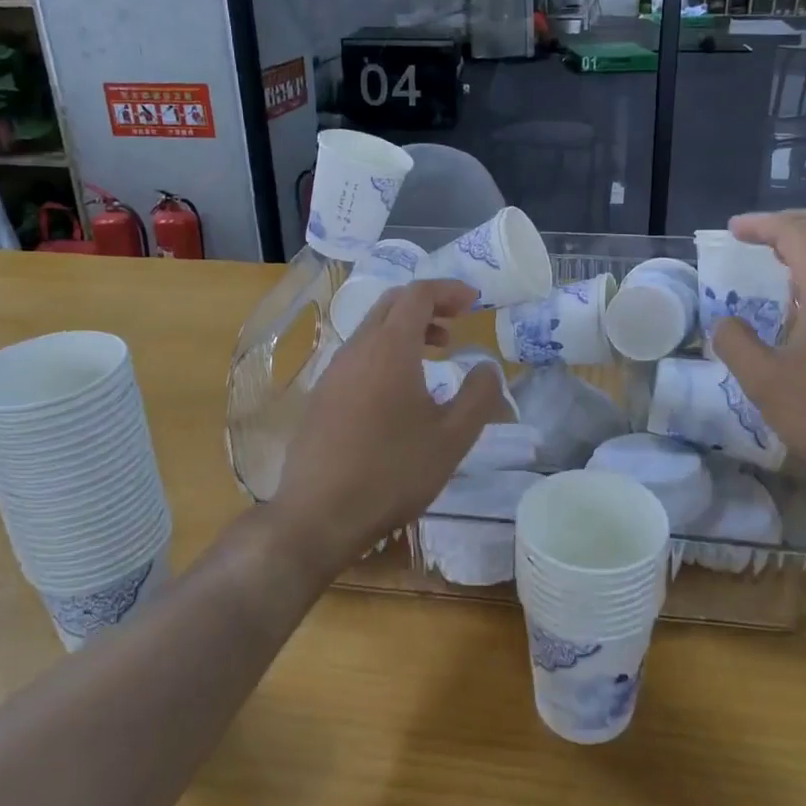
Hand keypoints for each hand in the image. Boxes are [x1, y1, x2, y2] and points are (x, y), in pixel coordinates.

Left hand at [273, 279, 504, 560]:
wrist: (318, 515)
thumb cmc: (393, 472)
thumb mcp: (452, 438)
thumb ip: (479, 395)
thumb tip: (487, 367)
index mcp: (389, 348)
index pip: (418, 294)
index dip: (448, 289)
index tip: (474, 301)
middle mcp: (356, 349)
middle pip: (391, 305)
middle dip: (427, 305)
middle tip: (456, 322)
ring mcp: (333, 373)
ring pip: (372, 331)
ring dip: (406, 331)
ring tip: (436, 355)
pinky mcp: (321, 397)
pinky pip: (358, 357)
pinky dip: (386, 354)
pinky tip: (401, 392)